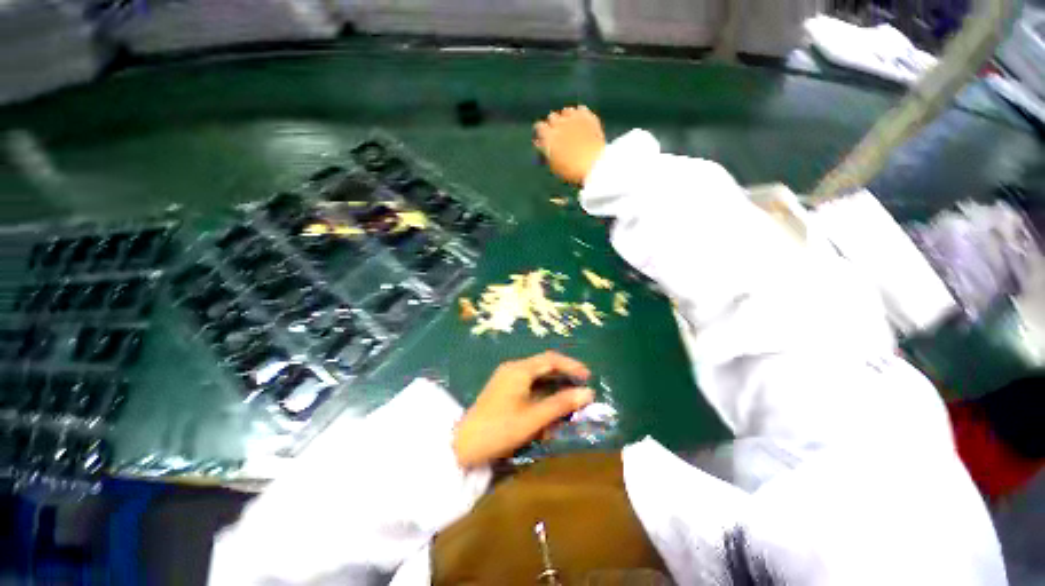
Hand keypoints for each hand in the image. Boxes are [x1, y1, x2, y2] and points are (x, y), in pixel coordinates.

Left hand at [453, 352, 594, 468]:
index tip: (588, 377)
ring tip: (568, 397)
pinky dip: (541, 391)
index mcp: (520, 369)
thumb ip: (561, 404)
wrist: (463, 443)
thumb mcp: (534, 418)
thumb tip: (588, 393)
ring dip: (553, 384)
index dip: (571, 366)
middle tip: (581, 386)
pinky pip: (527, 384)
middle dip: (563, 374)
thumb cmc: (500, 428)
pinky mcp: (502, 388)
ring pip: (536, 375)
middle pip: (543, 364)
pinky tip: (547, 405)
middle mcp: (513, 368)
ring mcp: (506, 377)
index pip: (551, 359)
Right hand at [534, 106, 606, 184]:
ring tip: (571, 129)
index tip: (544, 138)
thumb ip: (546, 151)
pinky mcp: (587, 116)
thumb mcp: (555, 165)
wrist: (594, 163)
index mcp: (548, 136)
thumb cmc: (572, 170)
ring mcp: (573, 118)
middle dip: (554, 125)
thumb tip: (540, 143)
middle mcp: (558, 124)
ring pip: (566, 111)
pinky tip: (583, 124)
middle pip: (552, 117)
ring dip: (567, 118)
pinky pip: (581, 110)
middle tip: (559, 135)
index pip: (539, 127)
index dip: (542, 133)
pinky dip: (580, 115)